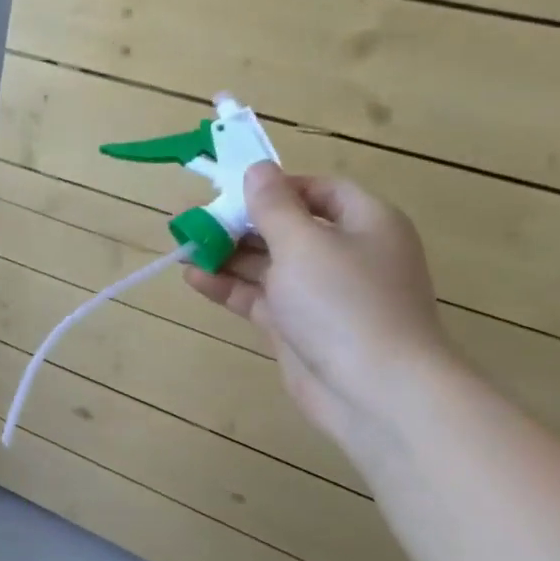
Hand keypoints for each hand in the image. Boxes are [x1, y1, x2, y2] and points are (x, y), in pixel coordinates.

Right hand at [185, 162, 451, 447]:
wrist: (374, 391)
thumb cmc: (343, 302)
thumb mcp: (303, 242)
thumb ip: (274, 206)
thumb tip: (258, 169)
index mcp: (365, 223)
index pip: (319, 191)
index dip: (277, 187)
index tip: (233, 190)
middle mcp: (346, 254)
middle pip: (288, 227)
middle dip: (241, 223)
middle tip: (196, 220)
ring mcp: (321, 294)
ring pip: (268, 264)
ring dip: (228, 255)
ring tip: (185, 246)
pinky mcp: (298, 327)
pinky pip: (259, 297)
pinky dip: (229, 287)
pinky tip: (194, 278)